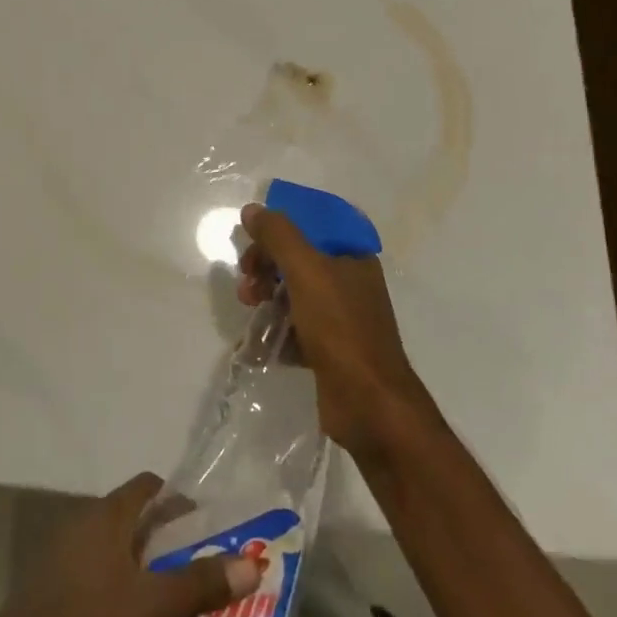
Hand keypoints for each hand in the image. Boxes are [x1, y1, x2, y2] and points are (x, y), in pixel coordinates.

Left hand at [0, 472, 260, 616]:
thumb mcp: (150, 608)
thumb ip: (199, 585)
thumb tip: (253, 562)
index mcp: (106, 515)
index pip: (148, 485)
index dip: (177, 499)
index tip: (204, 525)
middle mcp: (83, 520)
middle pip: (131, 513)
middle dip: (164, 534)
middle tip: (195, 563)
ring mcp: (62, 550)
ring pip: (112, 542)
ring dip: (140, 559)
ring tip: (169, 591)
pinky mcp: (50, 581)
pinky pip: (93, 565)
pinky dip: (116, 577)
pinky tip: (128, 613)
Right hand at [237, 202, 431, 455]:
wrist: (370, 406)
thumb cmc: (341, 328)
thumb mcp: (306, 271)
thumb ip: (278, 236)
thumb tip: (252, 210)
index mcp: (353, 257)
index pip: (312, 226)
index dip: (280, 229)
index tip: (253, 241)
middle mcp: (350, 283)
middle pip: (298, 260)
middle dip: (266, 266)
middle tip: (246, 281)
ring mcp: (341, 319)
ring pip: (294, 295)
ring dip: (267, 297)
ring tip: (250, 310)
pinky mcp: (330, 351)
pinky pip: (296, 330)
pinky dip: (277, 332)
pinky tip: (262, 343)